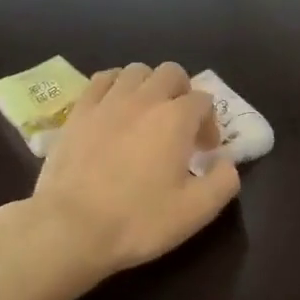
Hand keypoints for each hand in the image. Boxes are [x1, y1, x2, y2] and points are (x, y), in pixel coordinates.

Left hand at [31, 63, 239, 279]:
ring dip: (149, 85)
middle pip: (171, 72)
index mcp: (176, 119)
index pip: (203, 100)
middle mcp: (144, 99)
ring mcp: (107, 102)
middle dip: (183, 93)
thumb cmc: (139, 221)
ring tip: (147, 114)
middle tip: (180, 125)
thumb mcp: (196, 211)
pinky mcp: (78, 112)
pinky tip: (114, 107)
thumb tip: (227, 162)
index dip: (210, 123)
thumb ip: (223, 182)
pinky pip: (101, 80)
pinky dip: (115, 86)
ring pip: (136, 71)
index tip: (205, 151)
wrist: (71, 228)